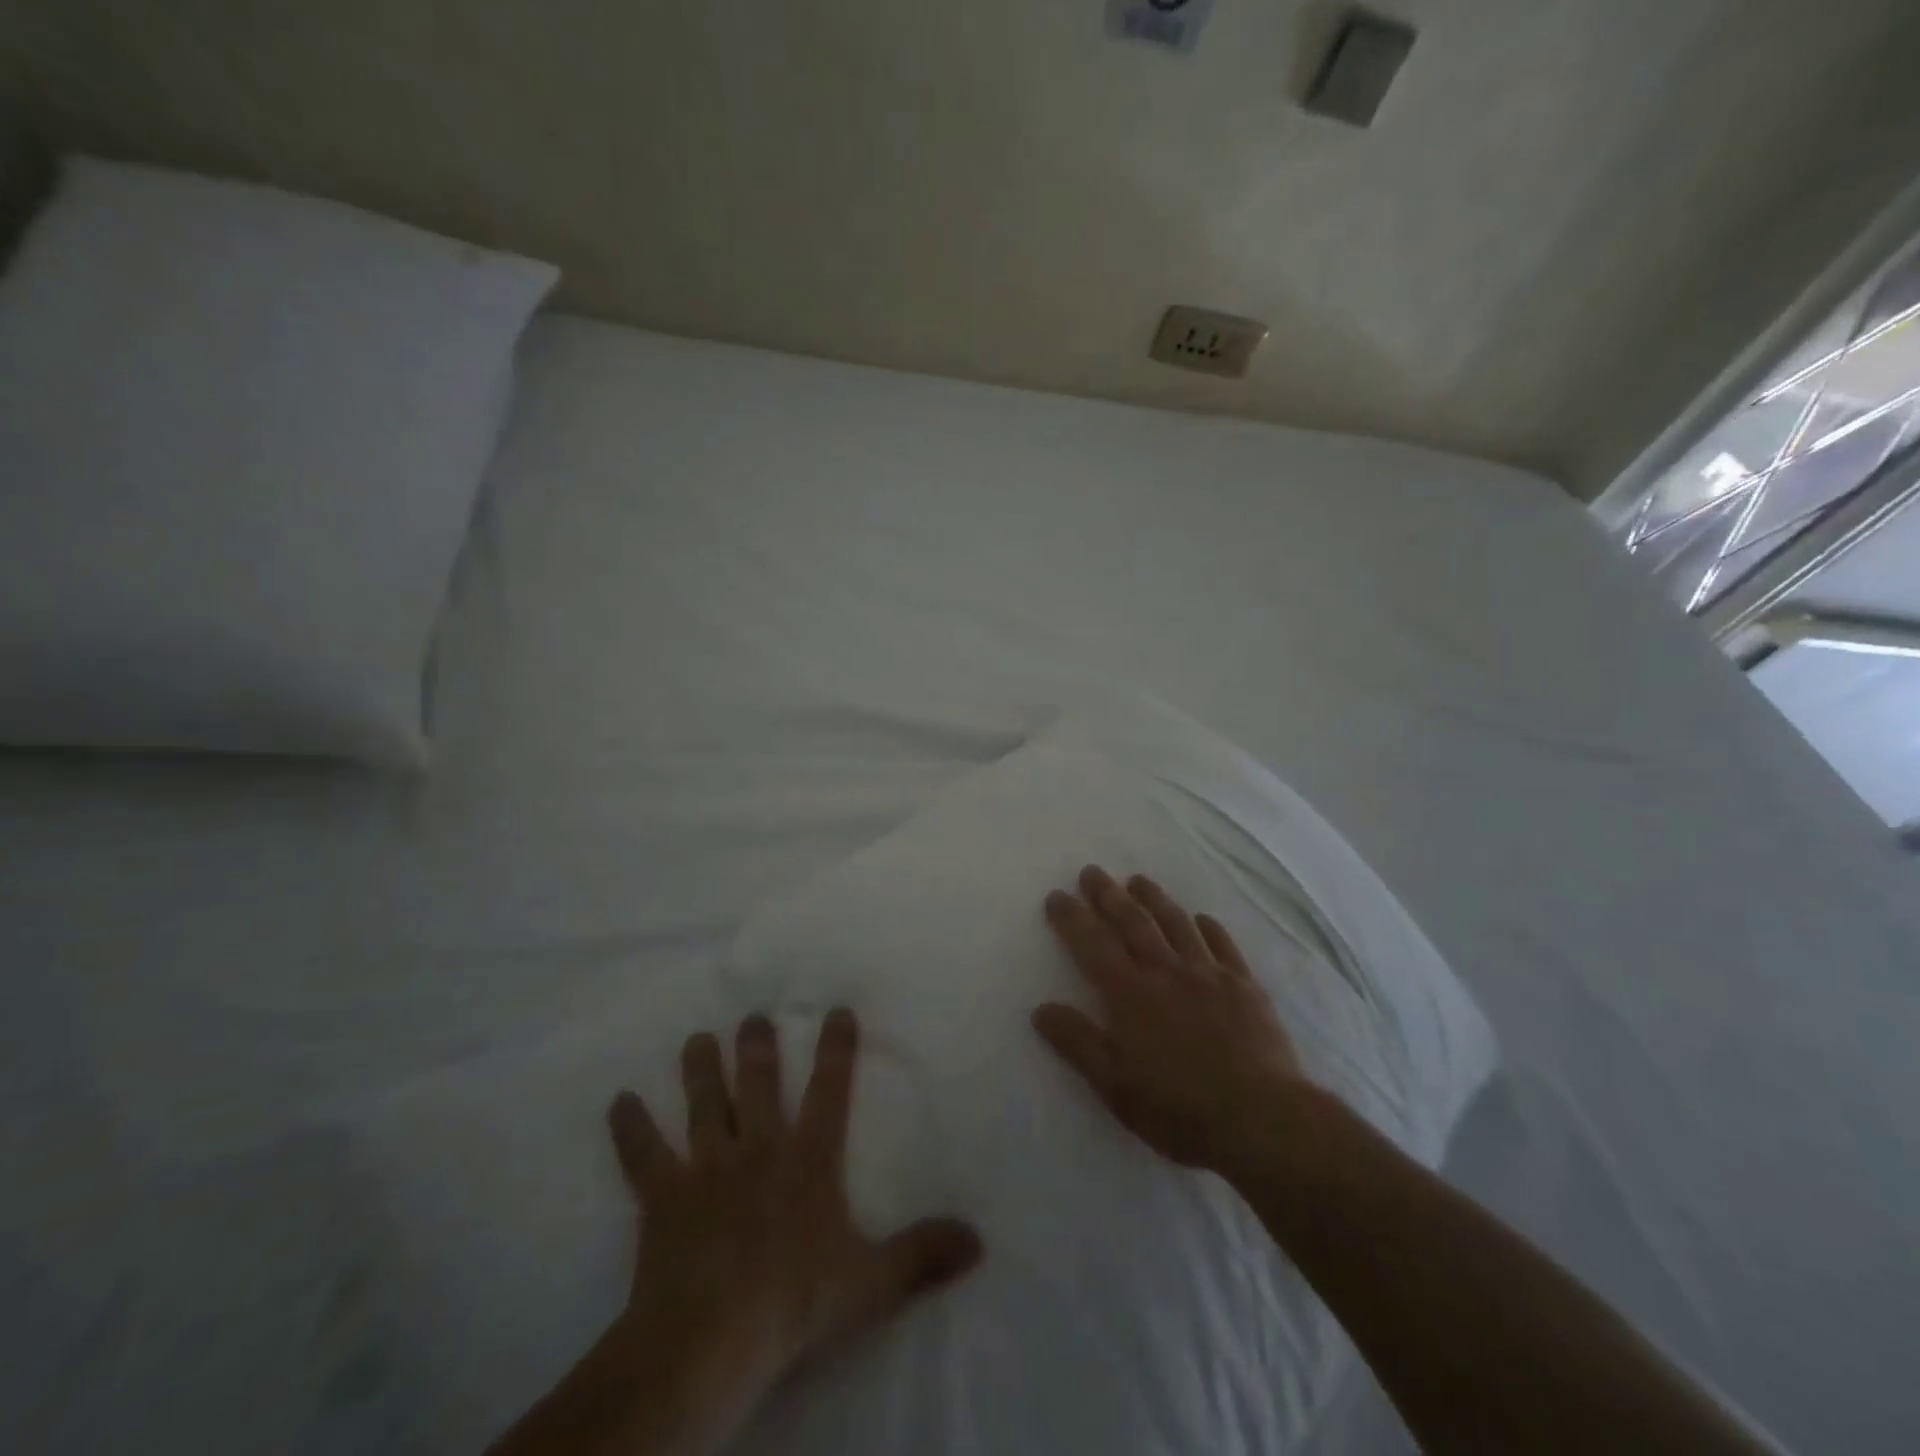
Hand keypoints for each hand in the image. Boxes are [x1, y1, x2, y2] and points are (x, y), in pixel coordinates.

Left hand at [597, 1009, 984, 1450]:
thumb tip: (978, 1239)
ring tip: (696, 1038)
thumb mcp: (870, 1282)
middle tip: (752, 1015)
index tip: (836, 1010)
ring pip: (704, 1105)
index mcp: (808, 1160)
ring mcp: (707, 1168)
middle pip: (757, 1084)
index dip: (836, 1048)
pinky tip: (618, 1101)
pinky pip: (643, 1155)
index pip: (829, 1091)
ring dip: (699, 1070)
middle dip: (757, 1046)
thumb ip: (922, 1254)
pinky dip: (630, 1128)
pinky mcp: (663, 1196)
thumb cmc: (793, 1301)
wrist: (710, 1338)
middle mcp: (758, 1148)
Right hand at [1032, 866, 1310, 1180]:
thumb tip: (1041, 1009)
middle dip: (1109, 895)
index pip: (1093, 945)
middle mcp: (1166, 972)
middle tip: (1093, 872)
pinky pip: (1223, 945)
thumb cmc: (1179, 1107)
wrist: (1261, 1118)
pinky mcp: (1245, 986)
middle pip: (1133, 923)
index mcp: (1131, 994)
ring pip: (1176, 923)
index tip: (1057, 896)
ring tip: (1139, 880)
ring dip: (1154, 898)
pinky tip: (1202, 919)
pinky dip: (1208, 927)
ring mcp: (1209, 975)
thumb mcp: (1115, 1085)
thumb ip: (1078, 1043)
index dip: (1072, 918)